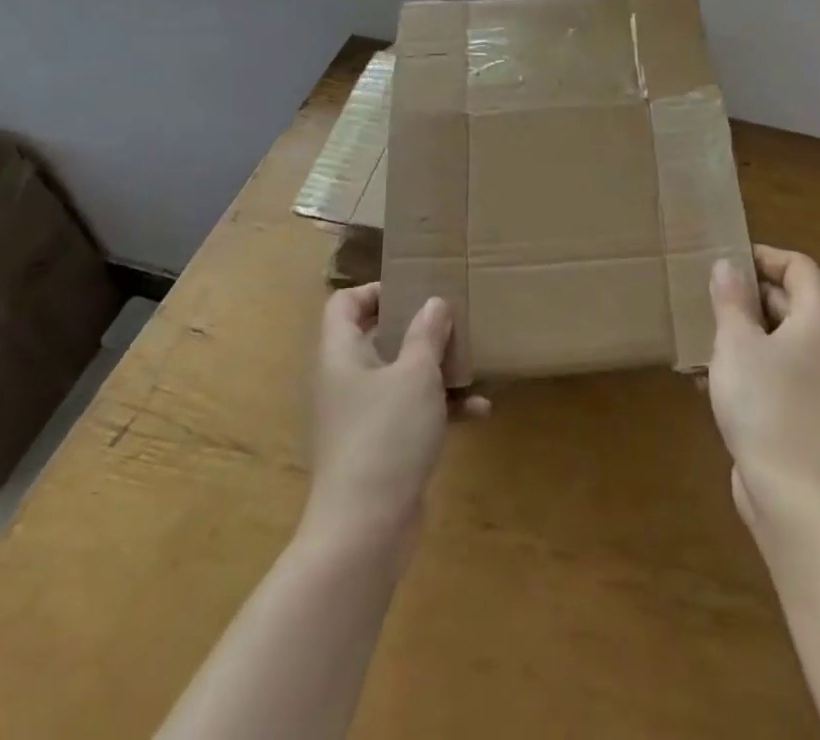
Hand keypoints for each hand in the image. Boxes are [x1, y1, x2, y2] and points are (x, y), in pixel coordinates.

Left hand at [304, 284, 486, 553]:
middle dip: (417, 329)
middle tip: (452, 319)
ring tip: (473, 361)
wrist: (364, 531)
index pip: (345, 304)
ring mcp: (360, 417)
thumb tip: (434, 303)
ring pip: (398, 377)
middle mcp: (344, 381)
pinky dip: (439, 409)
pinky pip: (409, 414)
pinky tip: (478, 411)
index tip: (418, 290)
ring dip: (435, 369)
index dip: (376, 290)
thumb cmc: (385, 435)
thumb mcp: (416, 374)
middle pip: (376, 338)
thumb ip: (427, 334)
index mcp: (341, 354)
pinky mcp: (379, 448)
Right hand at [708, 245, 819, 530]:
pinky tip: (703, 378)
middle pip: (788, 300)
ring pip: (775, 338)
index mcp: (818, 319)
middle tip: (706, 295)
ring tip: (699, 334)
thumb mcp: (737, 342)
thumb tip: (728, 265)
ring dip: (739, 332)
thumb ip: (731, 299)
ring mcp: (815, 380)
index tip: (727, 261)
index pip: (799, 267)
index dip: (765, 257)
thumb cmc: (765, 403)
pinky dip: (744, 365)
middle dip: (746, 295)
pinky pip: (772, 370)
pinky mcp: (800, 409)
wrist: (791, 495)